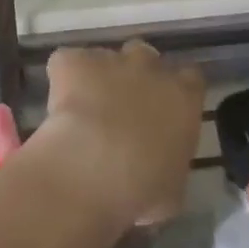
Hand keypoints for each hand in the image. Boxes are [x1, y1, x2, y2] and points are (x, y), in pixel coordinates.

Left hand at [31, 40, 203, 229]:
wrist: (93, 167)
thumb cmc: (143, 187)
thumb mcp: (171, 190)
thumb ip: (169, 168)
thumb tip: (159, 173)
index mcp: (183, 97)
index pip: (190, 79)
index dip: (176, 90)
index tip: (164, 110)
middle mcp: (150, 69)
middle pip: (146, 57)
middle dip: (135, 76)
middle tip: (121, 107)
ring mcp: (110, 59)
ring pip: (105, 57)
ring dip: (98, 76)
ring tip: (84, 108)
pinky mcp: (72, 62)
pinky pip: (67, 62)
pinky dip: (62, 77)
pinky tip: (57, 105)